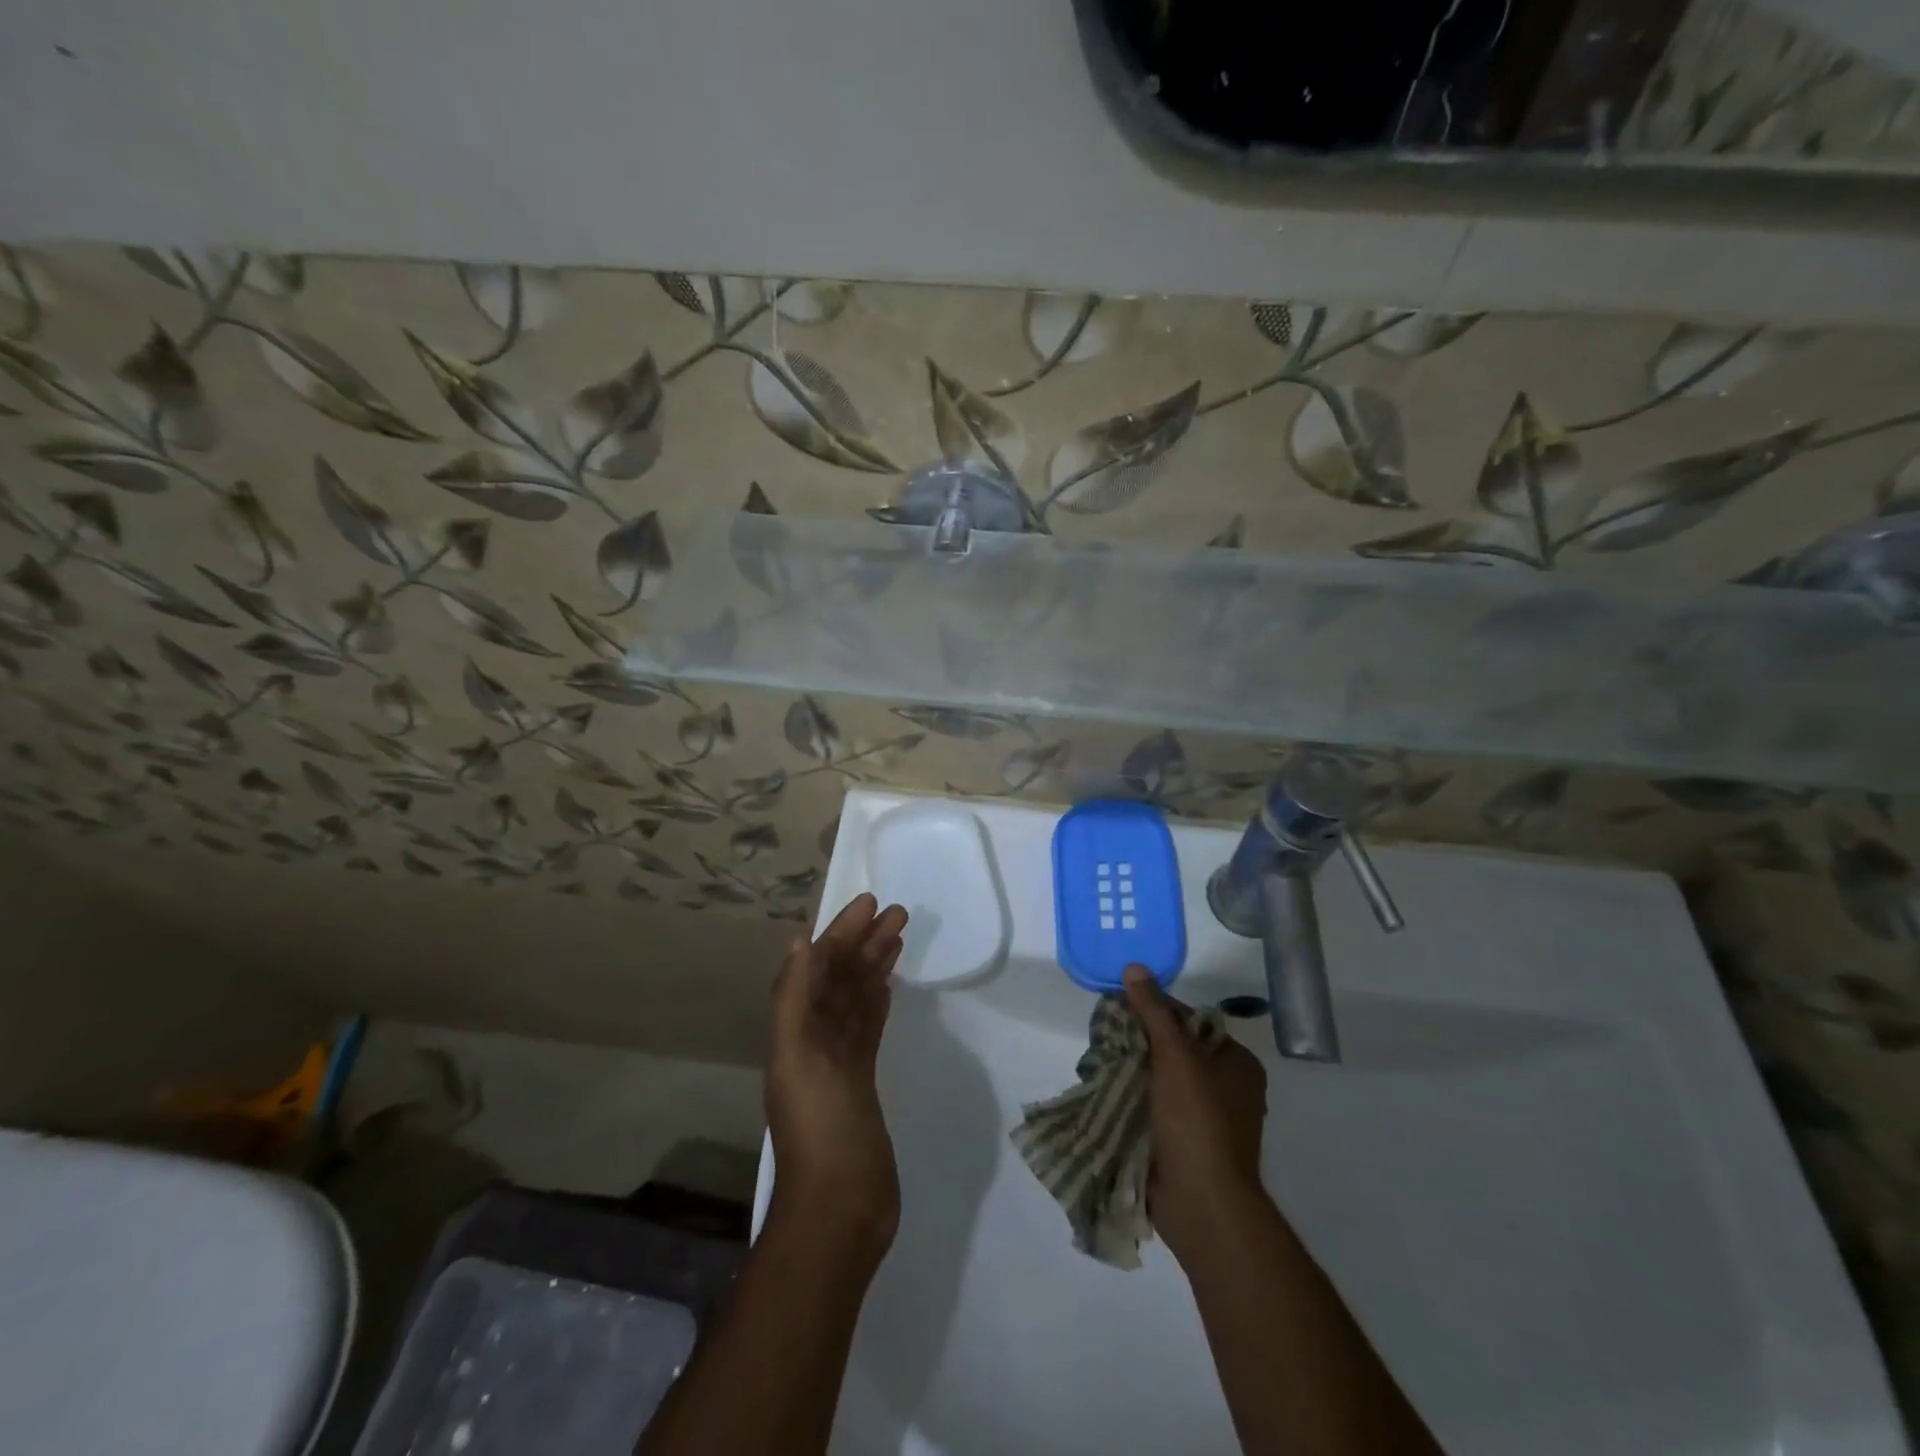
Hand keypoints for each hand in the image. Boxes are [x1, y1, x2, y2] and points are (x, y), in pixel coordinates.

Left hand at [767, 893, 908, 1256]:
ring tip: (900, 935)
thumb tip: (800, 942)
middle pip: (840, 978)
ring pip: (857, 1000)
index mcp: (795, 1031)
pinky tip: (889, 985)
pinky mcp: (862, 1082)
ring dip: (875, 966)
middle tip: (899, 912)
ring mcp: (839, 1062)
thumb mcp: (798, 1060)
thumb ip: (794, 1000)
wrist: (840, 1208)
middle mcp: (813, 1040)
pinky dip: (876, 1003)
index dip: (840, 933)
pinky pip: (868, 1029)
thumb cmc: (820, 1130)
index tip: (870, 903)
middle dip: (864, 942)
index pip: (819, 967)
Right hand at [1123, 965, 1270, 1265]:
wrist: (1202, 1203)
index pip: (1190, 1020)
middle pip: (1174, 1049)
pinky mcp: (1185, 1144)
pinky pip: (1155, 1108)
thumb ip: (1154, 1011)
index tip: (1120, 1007)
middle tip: (1104, 1034)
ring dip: (1132, 1072)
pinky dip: (1134, 1100)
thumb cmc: (1197, 1120)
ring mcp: (1206, 1119)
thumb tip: (1134, 967)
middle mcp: (1227, 1088)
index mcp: (1237, 1063)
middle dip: (1139, 1042)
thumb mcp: (1175, 1055)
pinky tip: (1106, 1091)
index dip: (1155, 1009)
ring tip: (1098, 1060)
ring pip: (1161, 1080)